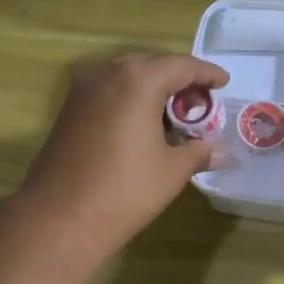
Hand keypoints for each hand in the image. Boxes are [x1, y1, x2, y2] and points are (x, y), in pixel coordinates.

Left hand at [20, 53, 227, 256]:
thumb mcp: (171, 171)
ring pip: (128, 78)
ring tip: (176, 117)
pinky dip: (132, 100)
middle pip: (153, 66)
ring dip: (154, 91)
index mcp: (138, 80)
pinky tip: (145, 126)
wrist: (60, 217)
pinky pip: (110, 92)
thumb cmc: (124, 190)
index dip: (206, 73)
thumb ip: (198, 152)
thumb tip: (219, 152)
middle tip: (202, 104)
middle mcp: (108, 73)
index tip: (224, 82)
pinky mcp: (69, 109)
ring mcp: (83, 89)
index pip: (182, 66)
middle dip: (180, 81)